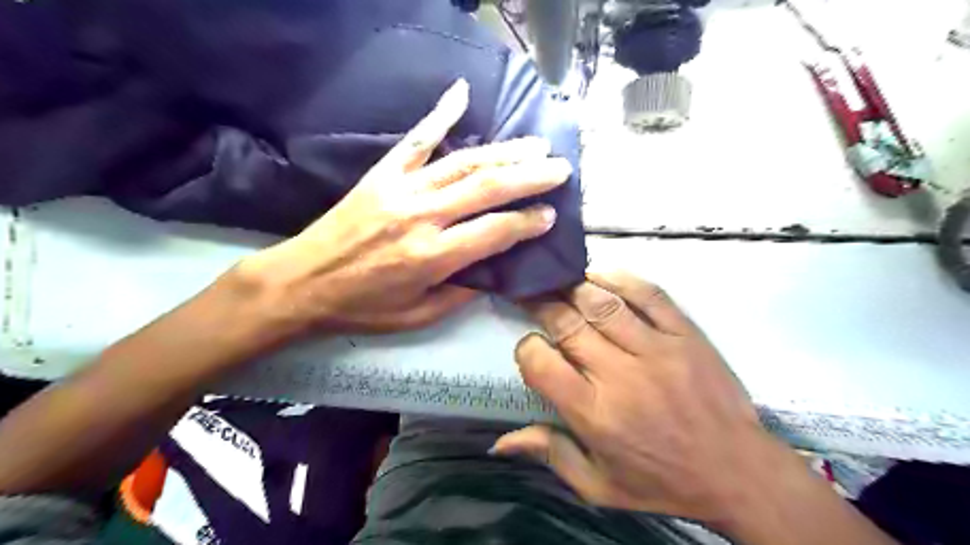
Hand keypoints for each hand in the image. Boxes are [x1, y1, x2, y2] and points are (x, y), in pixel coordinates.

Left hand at [235, 80, 569, 334]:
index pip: (494, 232)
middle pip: (487, 188)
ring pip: (463, 163)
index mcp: (432, 257)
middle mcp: (422, 217)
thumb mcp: (417, 316)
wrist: (302, 282)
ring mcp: (402, 189)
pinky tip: (461, 93)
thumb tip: (492, 272)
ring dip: (504, 152)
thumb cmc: (361, 306)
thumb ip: (459, 295)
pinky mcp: (383, 174)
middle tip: (560, 168)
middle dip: (530, 177)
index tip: (550, 215)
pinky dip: (440, 114)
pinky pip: (417, 139)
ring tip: (535, 144)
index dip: (527, 223)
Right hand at [496, 274, 897, 542]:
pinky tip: (598, 275)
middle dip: (541, 304)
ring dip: (573, 287)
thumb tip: (498, 442)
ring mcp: (656, 349)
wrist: (738, 472)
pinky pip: (649, 294)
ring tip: (557, 281)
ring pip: (602, 303)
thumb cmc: (662, 482)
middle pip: (567, 324)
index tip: (530, 349)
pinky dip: (619, 278)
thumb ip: (550, 455)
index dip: (526, 349)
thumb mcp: (599, 486)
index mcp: (594, 413)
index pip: (541, 363)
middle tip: (529, 294)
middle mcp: (620, 374)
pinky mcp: (685, 334)